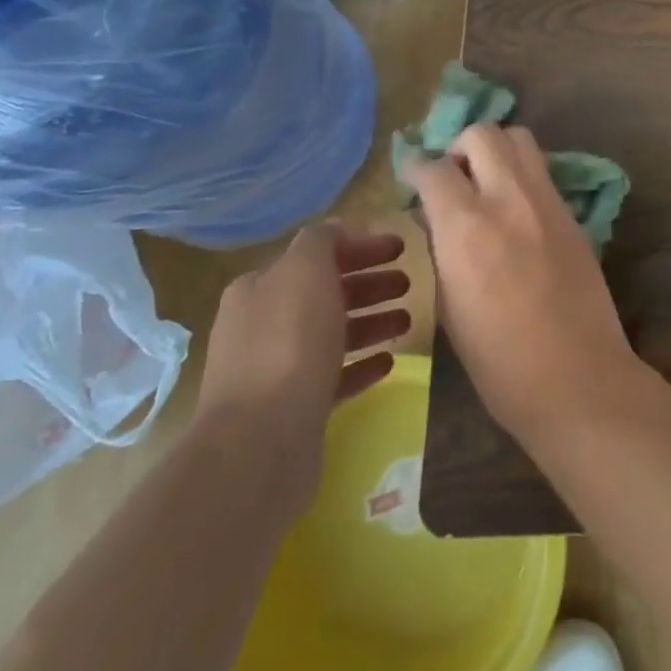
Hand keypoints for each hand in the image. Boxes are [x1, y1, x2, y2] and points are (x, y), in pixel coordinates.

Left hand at [194, 224, 409, 506]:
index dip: (360, 247)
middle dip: (370, 284)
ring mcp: (277, 369)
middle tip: (410, 282)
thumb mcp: (305, 270)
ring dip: (372, 322)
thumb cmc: (289, 342)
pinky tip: (389, 361)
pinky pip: (336, 376)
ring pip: (334, 334)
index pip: (316, 254)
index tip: (401, 247)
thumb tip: (337, 231)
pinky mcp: (295, 408)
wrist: (261, 439)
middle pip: (327, 293)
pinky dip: (362, 364)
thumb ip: (322, 241)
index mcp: (261, 288)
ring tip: (408, 320)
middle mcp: (263, 324)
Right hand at [401, 124, 638, 444]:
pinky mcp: (573, 214)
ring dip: (496, 150)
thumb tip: (435, 217)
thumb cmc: (498, 361)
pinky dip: (522, 175)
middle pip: (484, 133)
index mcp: (466, 226)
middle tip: (453, 177)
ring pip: (521, 140)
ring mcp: (547, 202)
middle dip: (459, 146)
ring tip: (486, 183)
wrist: (577, 377)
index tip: (412, 178)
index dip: (416, 167)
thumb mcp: (449, 306)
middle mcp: (508, 198)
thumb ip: (441, 249)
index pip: (434, 168)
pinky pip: (542, 173)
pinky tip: (515, 210)